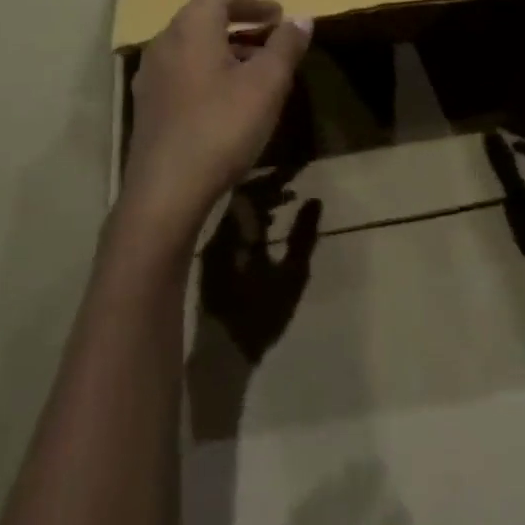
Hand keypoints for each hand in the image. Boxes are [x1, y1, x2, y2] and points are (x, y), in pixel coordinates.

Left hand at [122, 0, 311, 239]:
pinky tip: (239, 86)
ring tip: (267, 55)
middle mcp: (168, 38)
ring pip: (201, 35)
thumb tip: (301, 19)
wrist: (163, 193)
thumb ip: (286, 46)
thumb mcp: (265, 85)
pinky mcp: (154, 97)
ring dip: (236, 36)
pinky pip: (191, 60)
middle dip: (251, 7)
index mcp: (193, 24)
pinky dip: (219, 57)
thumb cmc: (220, 129)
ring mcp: (155, 69)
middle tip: (281, 19)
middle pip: (212, 5)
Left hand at [198, 176, 323, 364]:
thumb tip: (314, 201)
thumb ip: (303, 237)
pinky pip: (228, 224)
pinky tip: (264, 226)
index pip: (252, 190)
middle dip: (265, 187)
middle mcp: (217, 232)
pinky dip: (247, 218)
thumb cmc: (260, 314)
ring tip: (283, 202)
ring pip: (232, 209)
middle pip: (238, 196)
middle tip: (290, 185)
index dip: (274, 178)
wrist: (223, 352)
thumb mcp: (292, 276)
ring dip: (257, 202)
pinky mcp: (209, 259)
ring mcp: (210, 246)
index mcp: (235, 232)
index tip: (295, 171)